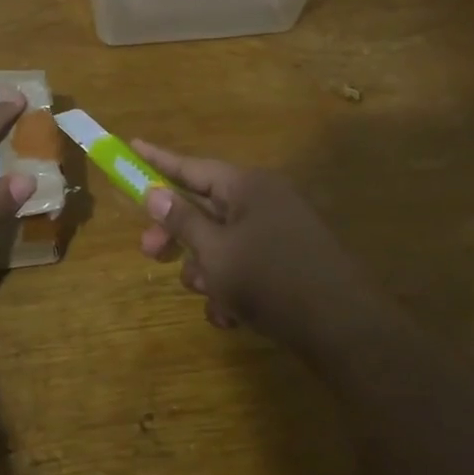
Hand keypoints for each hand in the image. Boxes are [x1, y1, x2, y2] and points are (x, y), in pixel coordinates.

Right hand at [133, 139, 379, 345]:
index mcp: (247, 187)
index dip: (158, 159)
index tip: (131, 145)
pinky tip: (232, 316)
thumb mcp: (215, 251)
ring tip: (212, 296)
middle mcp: (262, 202)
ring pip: (220, 243)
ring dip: (206, 270)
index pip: (191, 167)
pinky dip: (231, 288)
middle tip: (150, 252)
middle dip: (177, 235)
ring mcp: (277, 233)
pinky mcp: (286, 263)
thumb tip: (154, 193)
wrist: (342, 328)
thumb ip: (182, 221)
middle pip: (203, 208)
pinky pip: (243, 267)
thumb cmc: (269, 279)